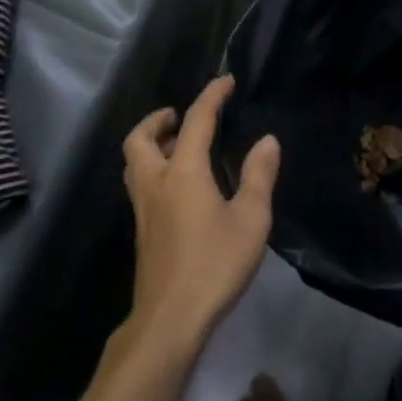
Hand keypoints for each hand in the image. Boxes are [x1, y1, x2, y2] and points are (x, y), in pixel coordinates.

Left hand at [122, 75, 279, 353]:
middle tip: (179, 116)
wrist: (170, 319)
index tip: (225, 82)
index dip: (211, 97)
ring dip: (151, 143)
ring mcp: (143, 208)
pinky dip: (153, 168)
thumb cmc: (214, 264)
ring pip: (134, 161)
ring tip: (179, 146)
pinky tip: (179, 186)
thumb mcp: (250, 220)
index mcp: (183, 172)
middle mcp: (156, 182)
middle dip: (158, 120)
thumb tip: (266, 140)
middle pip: (141, 138)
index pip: (196, 121)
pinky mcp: (142, 230)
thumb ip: (259, 176)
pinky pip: (140, 183)